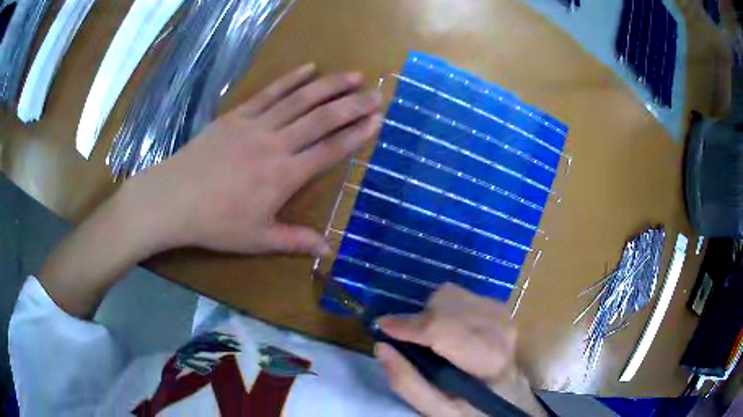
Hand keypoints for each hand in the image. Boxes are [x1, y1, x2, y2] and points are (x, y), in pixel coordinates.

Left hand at [38, 64, 381, 317]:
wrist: (173, 200)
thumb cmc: (215, 224)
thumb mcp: (257, 239)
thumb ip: (295, 241)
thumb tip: (327, 249)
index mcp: (284, 176)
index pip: (330, 150)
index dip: (356, 134)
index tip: (377, 119)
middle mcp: (276, 144)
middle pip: (322, 119)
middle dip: (353, 105)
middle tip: (377, 92)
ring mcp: (256, 125)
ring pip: (300, 100)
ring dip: (329, 86)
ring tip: (353, 75)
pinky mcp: (237, 115)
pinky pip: (269, 93)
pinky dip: (290, 79)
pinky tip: (308, 68)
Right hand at [375, 284, 546, 416]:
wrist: (508, 398)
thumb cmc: (472, 410)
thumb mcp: (438, 411)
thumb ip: (408, 383)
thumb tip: (382, 347)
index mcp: (489, 363)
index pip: (447, 332)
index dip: (411, 325)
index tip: (382, 325)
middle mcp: (500, 332)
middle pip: (449, 305)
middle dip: (419, 318)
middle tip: (402, 336)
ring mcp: (502, 315)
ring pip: (453, 294)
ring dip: (429, 311)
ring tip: (425, 335)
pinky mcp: (498, 308)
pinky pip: (460, 294)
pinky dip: (442, 305)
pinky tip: (442, 326)